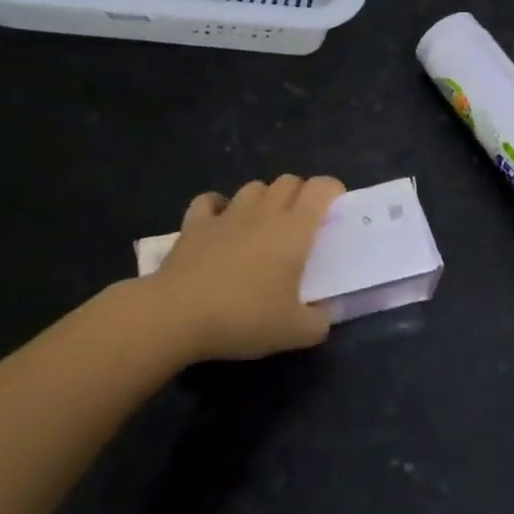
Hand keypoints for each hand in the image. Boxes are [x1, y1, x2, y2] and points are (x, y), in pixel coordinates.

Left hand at [147, 174, 344, 360]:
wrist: (177, 314)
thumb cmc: (244, 317)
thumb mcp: (294, 332)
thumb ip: (319, 322)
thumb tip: (326, 314)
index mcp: (294, 230)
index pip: (320, 188)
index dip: (332, 190)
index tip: (336, 208)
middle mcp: (263, 212)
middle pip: (288, 181)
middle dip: (300, 193)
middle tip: (302, 222)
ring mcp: (227, 214)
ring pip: (253, 187)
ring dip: (264, 197)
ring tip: (264, 222)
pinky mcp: (195, 223)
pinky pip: (210, 200)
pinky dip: (219, 206)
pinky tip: (220, 222)